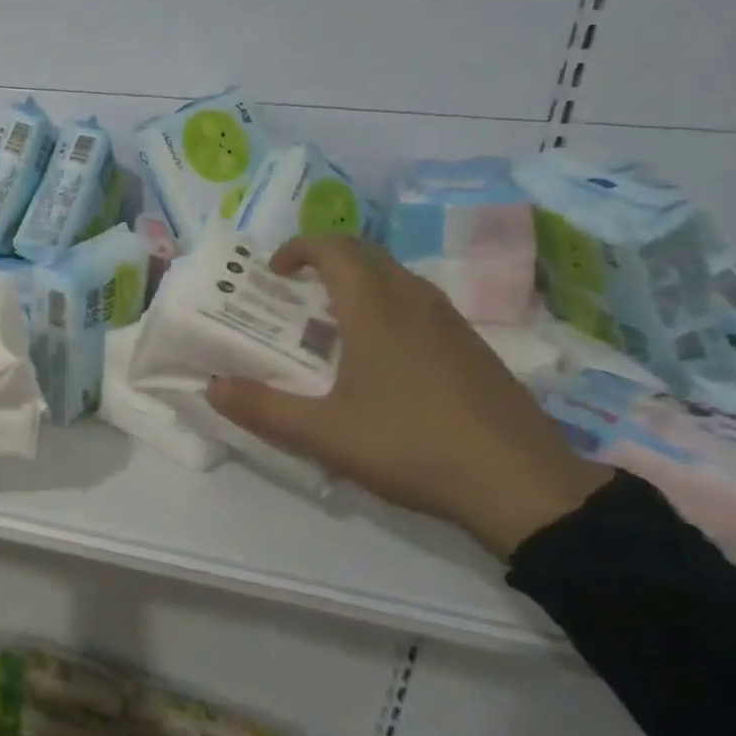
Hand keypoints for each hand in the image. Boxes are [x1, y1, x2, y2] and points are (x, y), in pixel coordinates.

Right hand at [203, 235, 611, 557]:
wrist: (523, 486)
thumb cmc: (411, 445)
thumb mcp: (323, 434)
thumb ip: (262, 409)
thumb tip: (212, 388)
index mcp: (376, 308)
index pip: (334, 249)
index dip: (298, 249)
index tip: (274, 272)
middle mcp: (415, 301)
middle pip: (366, 254)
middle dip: (326, 260)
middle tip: (295, 292)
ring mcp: (452, 323)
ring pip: (397, 278)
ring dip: (359, 283)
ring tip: (331, 322)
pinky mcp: (474, 348)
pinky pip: (420, 304)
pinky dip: (388, 306)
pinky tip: (381, 356)